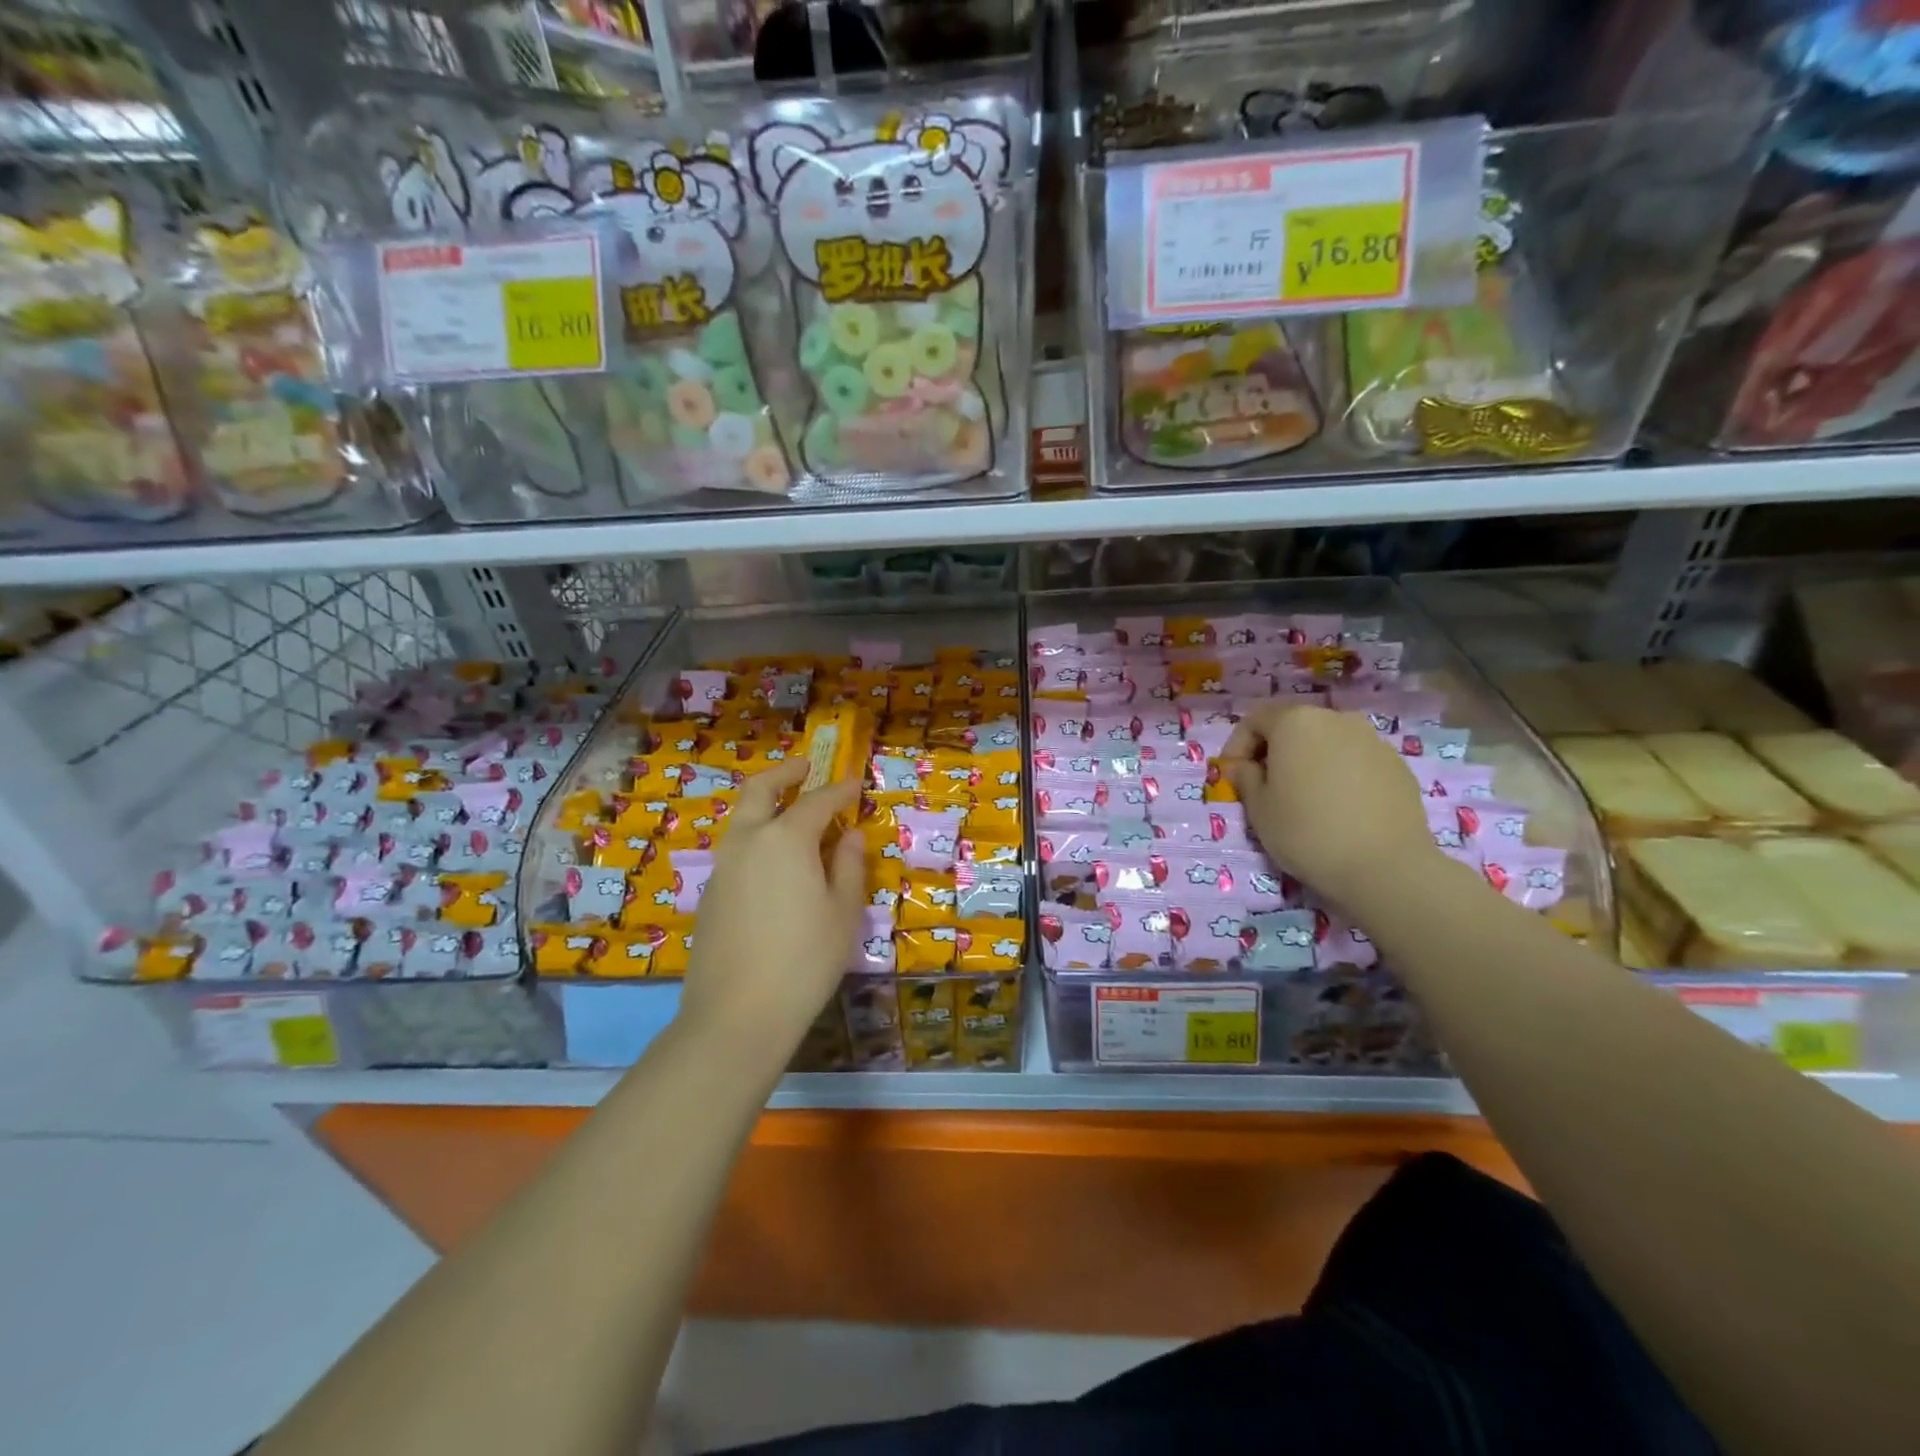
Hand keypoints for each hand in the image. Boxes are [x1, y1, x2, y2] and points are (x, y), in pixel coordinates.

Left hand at [680, 758, 863, 1071]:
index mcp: (785, 838)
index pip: (817, 801)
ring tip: (790, 812)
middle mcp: (748, 841)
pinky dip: (755, 837)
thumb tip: (850, 835)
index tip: (855, 784)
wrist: (737, 1014)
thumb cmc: (805, 960)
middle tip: (804, 767)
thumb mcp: (842, 912)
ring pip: (741, 819)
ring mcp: (722, 867)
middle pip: (760, 790)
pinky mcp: (710, 894)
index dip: (839, 790)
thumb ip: (848, 866)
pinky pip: (735, 849)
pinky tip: (773, 862)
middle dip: (784, 773)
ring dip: (765, 804)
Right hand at [1219, 702, 1436, 913]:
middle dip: (1274, 752)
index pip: (1254, 721)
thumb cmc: (1306, 831)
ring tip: (1304, 799)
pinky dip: (1339, 776)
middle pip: (1293, 727)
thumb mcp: (1258, 808)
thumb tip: (1244, 766)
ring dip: (1308, 763)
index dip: (1237, 746)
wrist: (1385, 866)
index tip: (1232, 777)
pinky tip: (1338, 809)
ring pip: (1327, 744)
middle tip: (1265, 787)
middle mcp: (1336, 719)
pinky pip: (1356, 762)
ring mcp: (1372, 740)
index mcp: (1295, 722)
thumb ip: (1245, 777)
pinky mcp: (1397, 766)